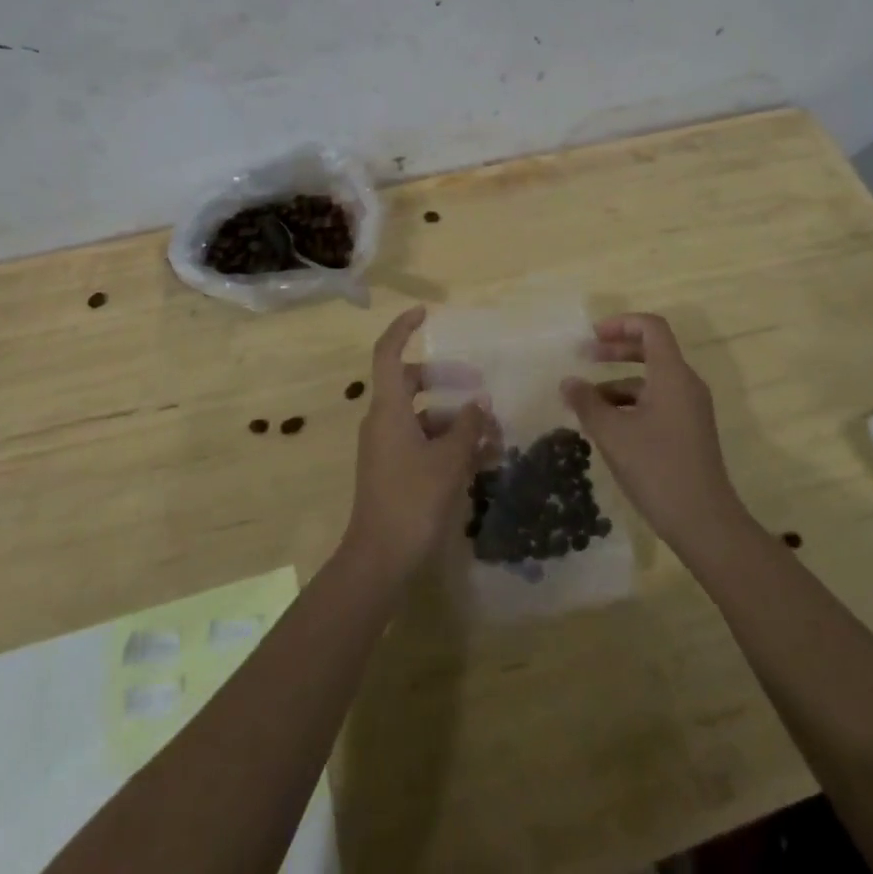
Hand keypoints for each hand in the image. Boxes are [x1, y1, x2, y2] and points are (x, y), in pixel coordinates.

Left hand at [341, 306, 492, 583]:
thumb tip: (479, 402)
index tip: (425, 313)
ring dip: (454, 419)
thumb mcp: (448, 460)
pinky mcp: (393, 471)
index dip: (403, 329)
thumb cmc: (412, 500)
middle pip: (410, 384)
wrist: (380, 560)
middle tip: (479, 383)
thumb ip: (467, 426)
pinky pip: (422, 443)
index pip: (388, 353)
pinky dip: (447, 444)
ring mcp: (385, 448)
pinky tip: (481, 459)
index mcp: (388, 409)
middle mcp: (382, 421)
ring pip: (422, 417)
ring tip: (492, 432)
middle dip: (446, 380)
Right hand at [561, 313, 750, 561]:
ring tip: (586, 401)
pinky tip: (607, 425)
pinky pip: (657, 402)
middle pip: (651, 350)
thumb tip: (568, 382)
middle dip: (616, 350)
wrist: (705, 523)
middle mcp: (685, 384)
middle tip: (584, 357)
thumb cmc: (657, 469)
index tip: (593, 335)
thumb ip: (587, 403)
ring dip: (618, 382)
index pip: (651, 327)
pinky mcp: (689, 431)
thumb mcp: (613, 434)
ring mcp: (690, 409)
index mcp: (672, 374)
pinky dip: (631, 403)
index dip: (621, 323)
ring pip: (651, 380)